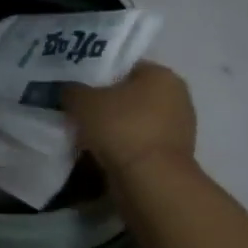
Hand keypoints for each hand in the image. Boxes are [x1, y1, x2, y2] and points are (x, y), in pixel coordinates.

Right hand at [65, 62, 196, 175]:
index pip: (125, 66)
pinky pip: (139, 143)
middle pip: (130, 94)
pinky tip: (99, 153)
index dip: (98, 74)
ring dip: (112, 127)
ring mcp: (178, 129)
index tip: (76, 86)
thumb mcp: (83, 100)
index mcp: (162, 75)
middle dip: (105, 102)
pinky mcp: (172, 157)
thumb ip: (72, 90)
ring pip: (133, 121)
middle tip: (77, 109)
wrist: (150, 181)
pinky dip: (121, 147)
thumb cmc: (121, 128)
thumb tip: (69, 91)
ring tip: (84, 133)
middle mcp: (177, 98)